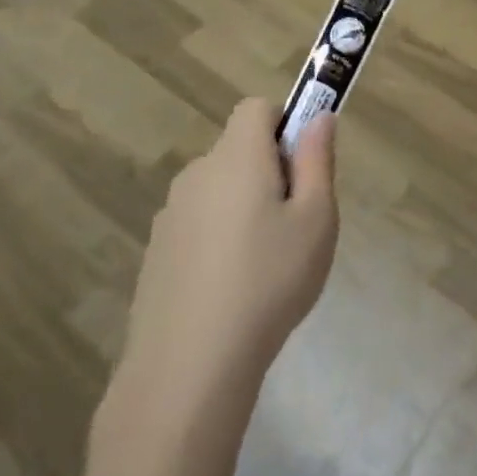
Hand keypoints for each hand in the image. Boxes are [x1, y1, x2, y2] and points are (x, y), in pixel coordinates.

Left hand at [117, 99, 339, 404]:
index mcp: (237, 157)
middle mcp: (197, 174)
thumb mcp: (316, 219)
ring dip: (244, 207)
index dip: (284, 124)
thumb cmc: (268, 281)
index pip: (256, 108)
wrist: (188, 367)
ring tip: (265, 264)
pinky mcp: (156, 253)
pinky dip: (218, 239)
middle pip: (239, 150)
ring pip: (219, 190)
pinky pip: (199, 225)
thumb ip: (318, 161)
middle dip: (269, 171)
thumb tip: (320, 117)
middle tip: (295, 222)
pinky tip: (232, 290)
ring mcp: (170, 215)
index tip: (302, 167)